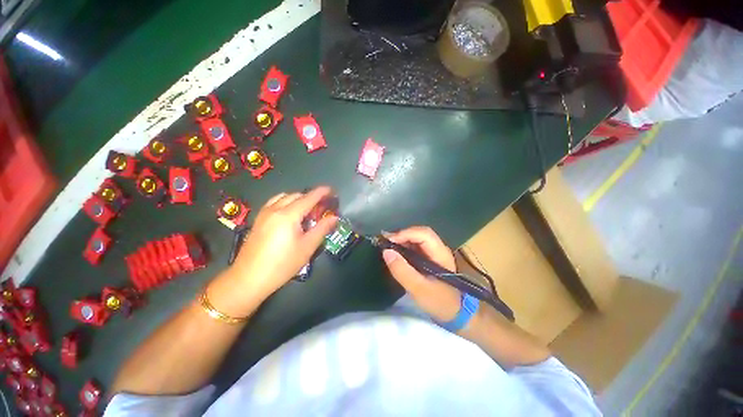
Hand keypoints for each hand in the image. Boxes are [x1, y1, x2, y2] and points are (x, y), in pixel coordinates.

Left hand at [228, 186, 337, 299]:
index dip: (321, 192)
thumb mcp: (307, 247)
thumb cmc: (282, 264)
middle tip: (321, 207)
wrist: (248, 279)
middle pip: (296, 195)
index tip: (331, 190)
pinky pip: (274, 203)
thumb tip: (334, 217)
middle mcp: (275, 209)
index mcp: (288, 215)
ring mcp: (264, 214)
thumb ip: (322, 229)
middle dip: (310, 197)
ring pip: (284, 197)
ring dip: (298, 199)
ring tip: (307, 210)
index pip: (308, 198)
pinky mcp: (258, 220)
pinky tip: (290, 215)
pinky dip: (286, 202)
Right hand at [382, 226, 461, 322]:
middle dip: (403, 234)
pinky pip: (417, 246)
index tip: (389, 240)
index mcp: (440, 254)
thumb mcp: (418, 289)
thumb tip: (386, 251)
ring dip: (403, 239)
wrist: (456, 314)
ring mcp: (435, 253)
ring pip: (418, 238)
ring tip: (388, 245)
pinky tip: (396, 251)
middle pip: (421, 233)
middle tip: (386, 241)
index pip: (424, 234)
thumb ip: (402, 270)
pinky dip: (405, 246)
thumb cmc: (439, 302)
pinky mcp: (431, 258)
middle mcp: (439, 249)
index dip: (406, 233)